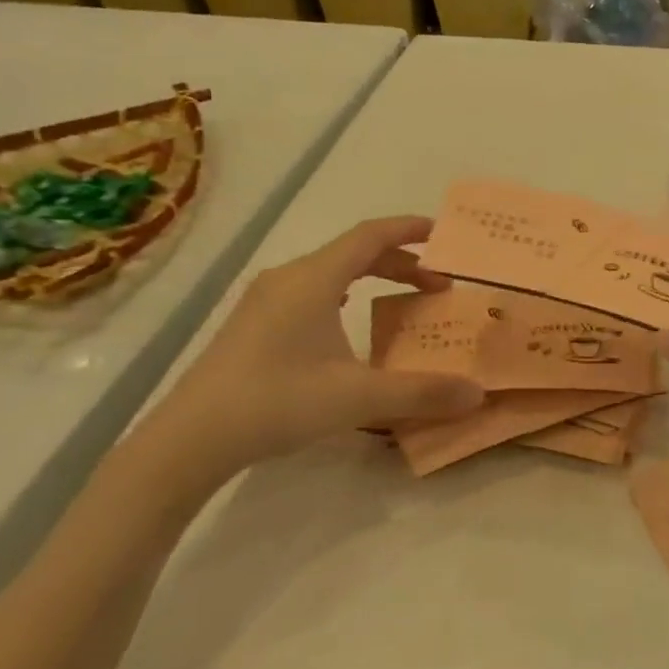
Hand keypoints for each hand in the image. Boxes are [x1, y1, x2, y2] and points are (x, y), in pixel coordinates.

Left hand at [121, 217, 483, 501]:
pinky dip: (344, 294)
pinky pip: (310, 291)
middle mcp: (288, 278)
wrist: (190, 439)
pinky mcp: (252, 324)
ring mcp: (264, 300)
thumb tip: (478, 393)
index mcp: (314, 279)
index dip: (410, 229)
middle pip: (353, 253)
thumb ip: (422, 393)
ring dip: (371, 279)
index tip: (444, 233)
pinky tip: (346, 321)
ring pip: (330, 272)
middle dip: (400, 263)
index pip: (371, 236)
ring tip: (400, 301)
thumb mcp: (357, 397)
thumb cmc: (277, 402)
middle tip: (438, 286)